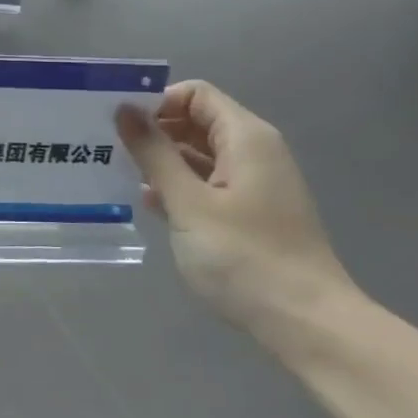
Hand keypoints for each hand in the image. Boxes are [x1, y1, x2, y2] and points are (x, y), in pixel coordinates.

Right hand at [117, 80, 358, 342]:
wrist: (306, 324)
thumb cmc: (244, 257)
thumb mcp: (189, 203)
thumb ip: (154, 154)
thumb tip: (125, 110)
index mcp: (246, 137)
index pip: (195, 94)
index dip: (157, 102)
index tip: (119, 124)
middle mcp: (254, 152)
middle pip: (197, 121)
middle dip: (155, 131)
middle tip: (111, 149)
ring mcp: (254, 184)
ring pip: (200, 154)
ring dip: (163, 161)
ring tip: (121, 175)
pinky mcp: (251, 213)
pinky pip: (209, 183)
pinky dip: (180, 187)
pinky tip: (151, 205)